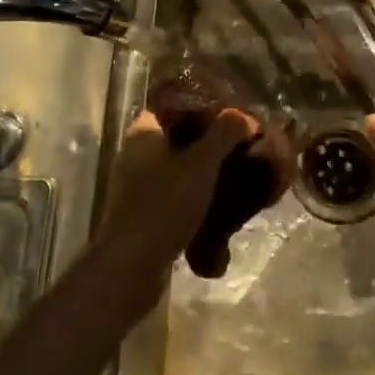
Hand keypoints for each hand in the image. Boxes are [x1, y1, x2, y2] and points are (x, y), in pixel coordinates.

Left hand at [97, 108, 258, 270]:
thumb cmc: (164, 204)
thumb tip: (244, 115)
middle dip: (207, 142)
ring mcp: (135, 187)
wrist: (130, 267)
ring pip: (176, 169)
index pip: (174, 107)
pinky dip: (192, 197)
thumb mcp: (201, 163)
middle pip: (177, 138)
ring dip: (201, 172)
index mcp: (142, 133)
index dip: (202, 108)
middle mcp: (134, 155)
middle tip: (238, 144)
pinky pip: (172, 196)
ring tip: (233, 174)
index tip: (230, 114)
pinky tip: (216, 205)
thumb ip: (224, 134)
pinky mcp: (140, 215)